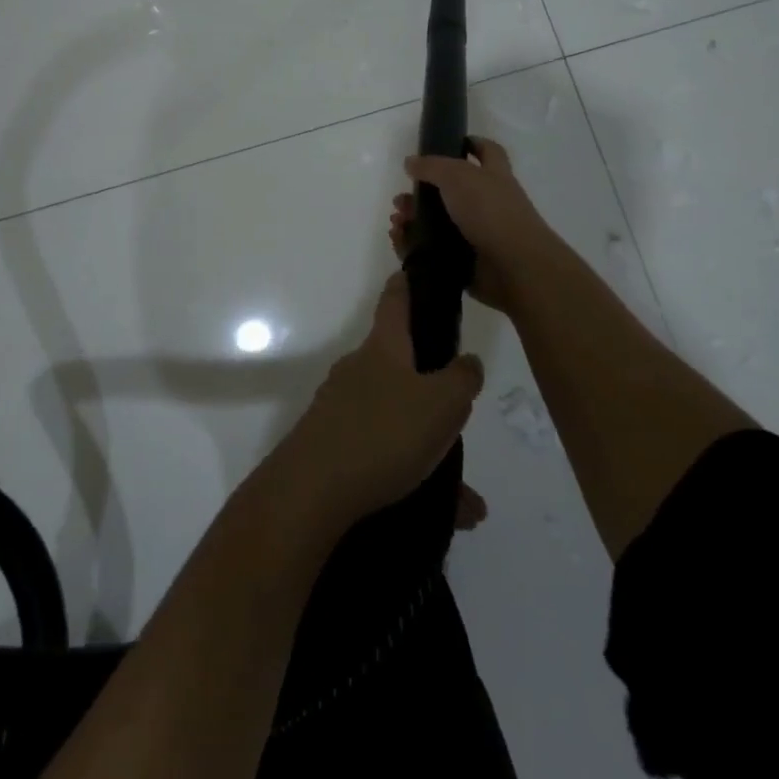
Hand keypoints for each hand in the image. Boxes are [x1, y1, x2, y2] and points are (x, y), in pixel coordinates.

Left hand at [268, 272, 484, 531]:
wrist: (311, 491)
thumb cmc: (383, 433)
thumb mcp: (441, 404)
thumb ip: (462, 379)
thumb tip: (468, 361)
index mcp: (383, 349)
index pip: (394, 301)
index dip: (406, 284)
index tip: (413, 272)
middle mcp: (357, 369)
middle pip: (396, 362)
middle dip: (427, 380)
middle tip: (457, 405)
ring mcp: (339, 406)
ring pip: (392, 414)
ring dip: (423, 439)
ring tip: (457, 484)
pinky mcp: (330, 443)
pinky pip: (379, 450)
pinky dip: (407, 470)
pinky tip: (439, 507)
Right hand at [391, 137, 559, 314]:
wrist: (513, 267)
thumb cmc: (490, 211)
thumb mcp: (458, 176)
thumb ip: (432, 166)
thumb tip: (411, 162)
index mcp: (493, 176)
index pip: (486, 151)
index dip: (470, 143)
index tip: (446, 144)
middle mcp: (487, 203)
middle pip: (450, 192)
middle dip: (422, 193)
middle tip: (401, 199)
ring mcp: (477, 234)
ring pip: (438, 223)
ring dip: (413, 220)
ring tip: (396, 222)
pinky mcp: (465, 261)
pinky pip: (433, 251)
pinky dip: (413, 246)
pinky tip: (399, 240)